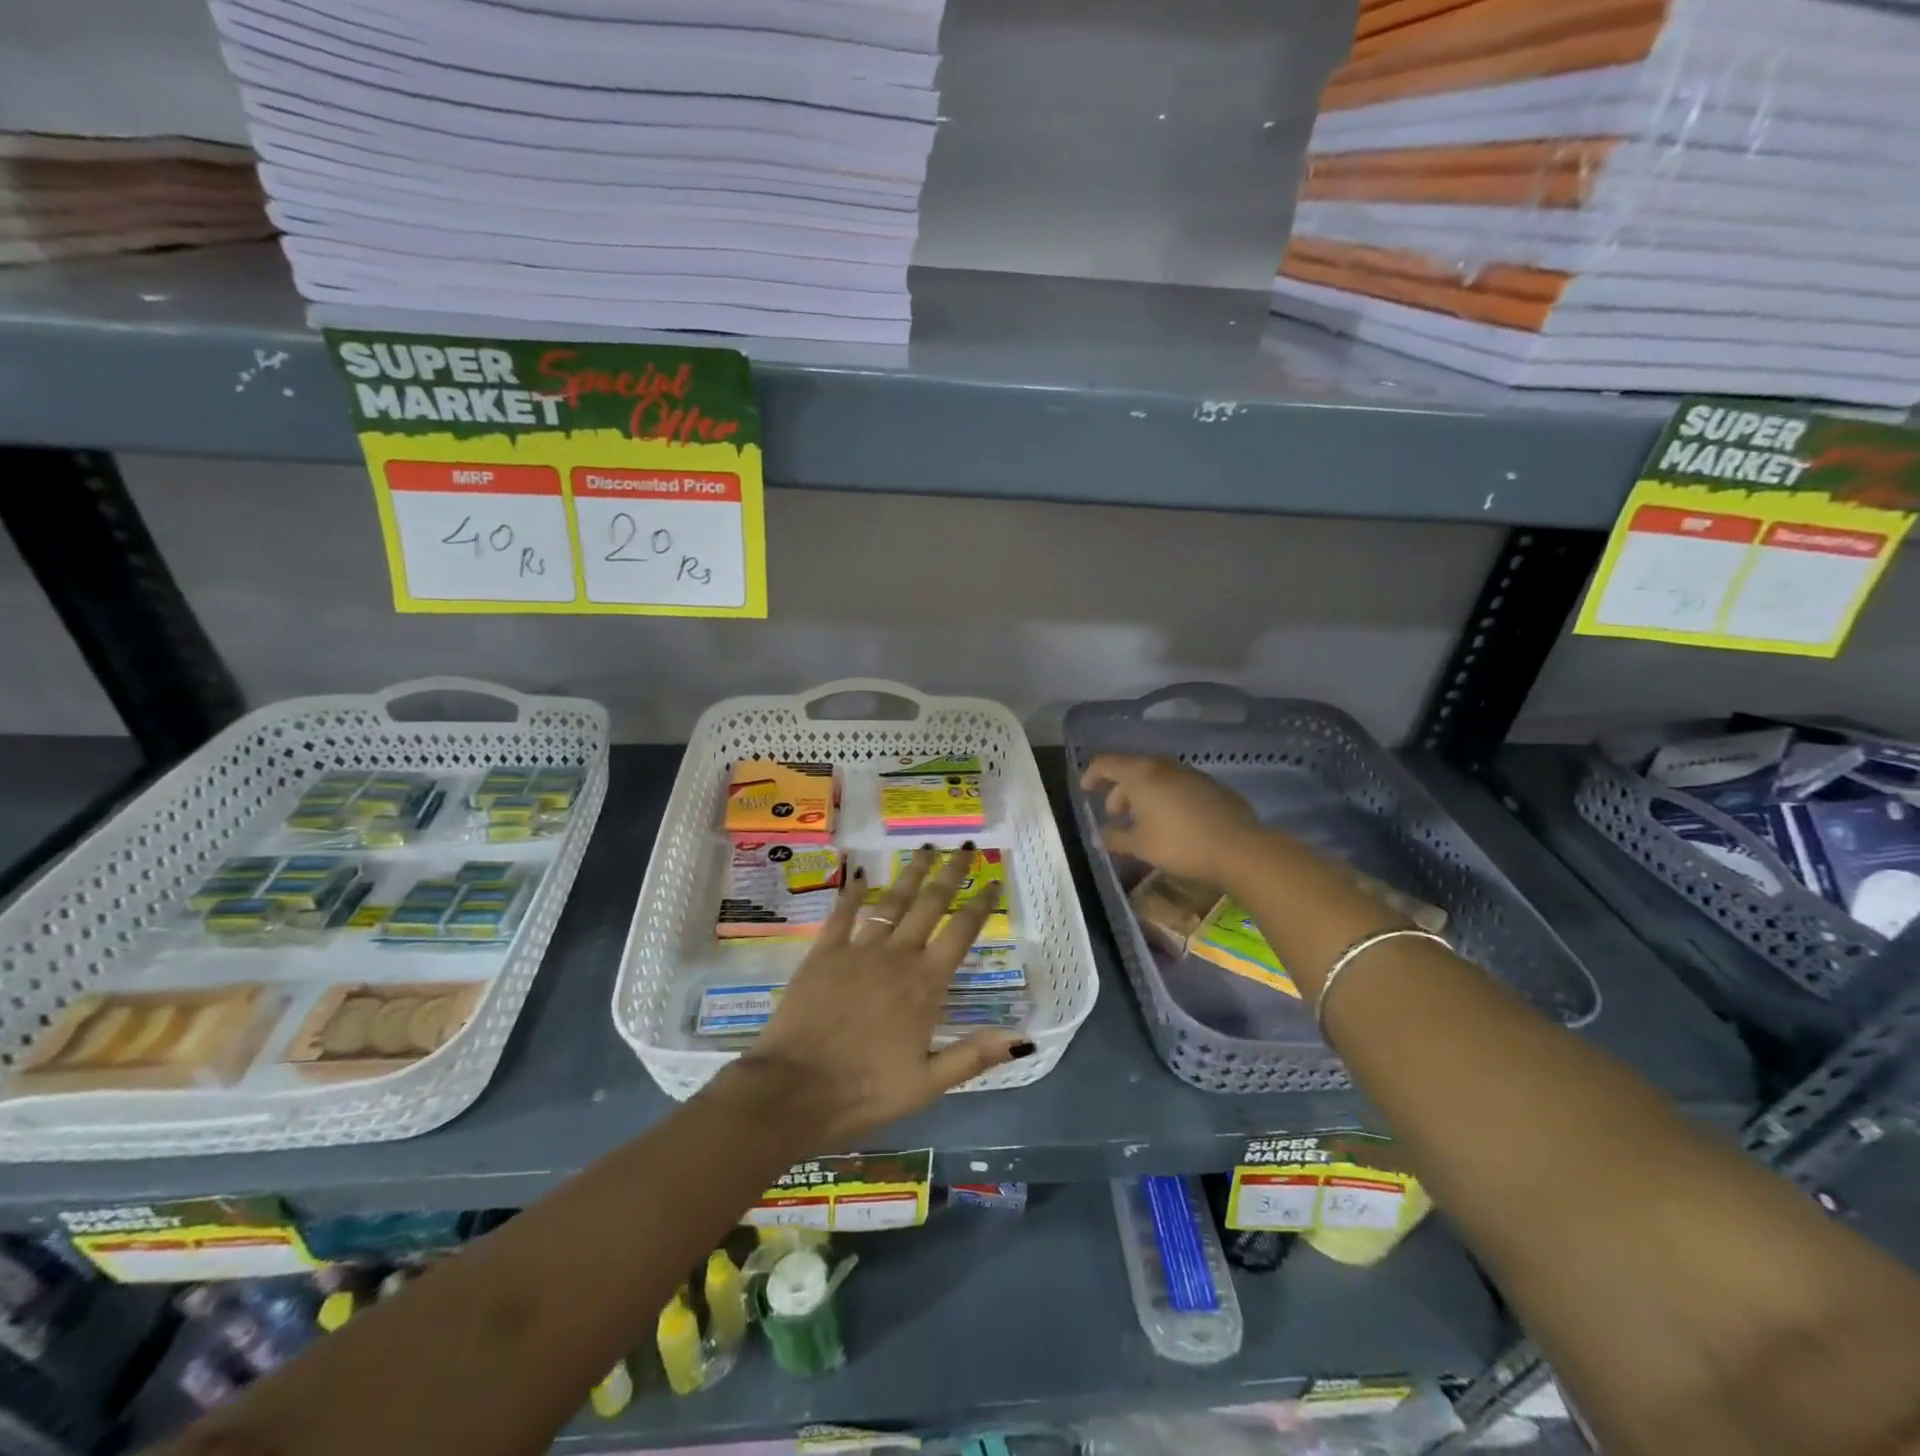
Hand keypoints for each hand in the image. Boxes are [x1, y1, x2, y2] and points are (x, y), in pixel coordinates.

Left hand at [735, 846, 1033, 1147]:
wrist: (793, 1091)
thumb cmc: (865, 1091)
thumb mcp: (928, 1083)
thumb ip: (974, 1055)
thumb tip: (1024, 1037)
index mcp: (925, 984)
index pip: (961, 932)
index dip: (981, 904)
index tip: (994, 879)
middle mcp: (897, 956)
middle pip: (930, 904)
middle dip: (951, 873)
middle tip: (966, 847)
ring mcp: (858, 950)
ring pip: (891, 900)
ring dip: (911, 873)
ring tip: (926, 848)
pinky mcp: (823, 953)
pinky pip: (842, 914)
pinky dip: (852, 892)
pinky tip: (860, 874)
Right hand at [1079, 754, 1264, 884]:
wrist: (1239, 848)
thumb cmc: (1180, 844)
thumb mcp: (1140, 846)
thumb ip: (1116, 838)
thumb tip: (1102, 836)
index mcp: (1141, 775)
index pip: (1106, 763)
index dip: (1091, 774)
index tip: (1086, 790)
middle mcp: (1164, 766)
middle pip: (1132, 768)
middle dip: (1119, 789)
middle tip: (1115, 815)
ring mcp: (1191, 773)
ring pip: (1157, 776)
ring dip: (1143, 794)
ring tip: (1143, 821)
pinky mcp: (1212, 785)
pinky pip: (1178, 785)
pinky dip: (1166, 797)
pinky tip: (1172, 822)